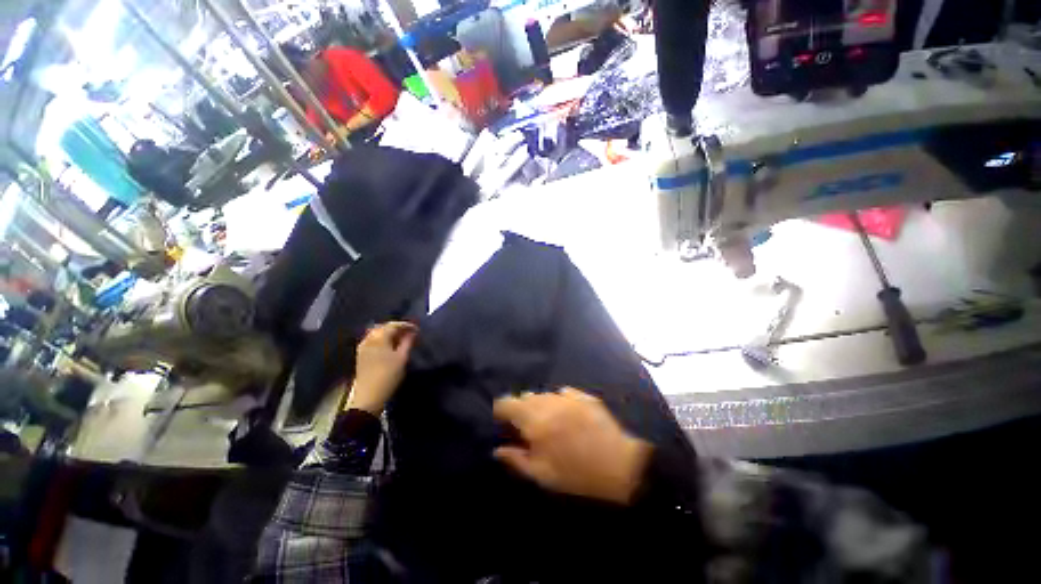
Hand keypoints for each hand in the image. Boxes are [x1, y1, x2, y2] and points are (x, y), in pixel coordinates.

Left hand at [347, 322, 417, 414]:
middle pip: (384, 327)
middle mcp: (369, 339)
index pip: (393, 325)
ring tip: (401, 339)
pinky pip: (373, 341)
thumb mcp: (402, 358)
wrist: (368, 396)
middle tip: (410, 333)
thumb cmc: (388, 375)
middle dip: (397, 328)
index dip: (406, 325)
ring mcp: (363, 347)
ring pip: (377, 334)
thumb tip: (412, 332)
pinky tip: (390, 346)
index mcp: (379, 338)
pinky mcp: (361, 355)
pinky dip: (383, 340)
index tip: (417, 329)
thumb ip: (407, 342)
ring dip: (389, 334)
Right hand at [492, 388, 652, 504]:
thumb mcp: (542, 475)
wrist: (619, 464)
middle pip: (524, 396)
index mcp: (534, 420)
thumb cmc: (576, 474)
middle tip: (527, 428)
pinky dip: (559, 402)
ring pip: (543, 394)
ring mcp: (567, 396)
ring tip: (548, 422)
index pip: (507, 402)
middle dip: (521, 409)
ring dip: (540, 405)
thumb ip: (516, 459)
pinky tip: (566, 415)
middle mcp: (548, 402)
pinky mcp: (583, 395)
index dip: (501, 411)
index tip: (503, 423)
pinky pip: (563, 393)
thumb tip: (498, 450)